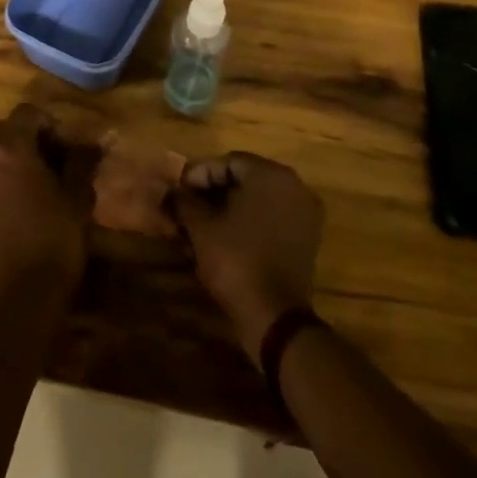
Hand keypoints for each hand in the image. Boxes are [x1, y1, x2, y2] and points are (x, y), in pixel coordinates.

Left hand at [0, 104, 97, 299]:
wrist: (22, 295)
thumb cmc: (56, 239)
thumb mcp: (77, 196)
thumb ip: (82, 162)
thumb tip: (93, 142)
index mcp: (10, 150)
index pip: (27, 113)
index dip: (51, 123)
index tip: (68, 147)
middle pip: (6, 131)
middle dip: (32, 139)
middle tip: (58, 163)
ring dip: (16, 160)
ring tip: (42, 185)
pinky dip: (3, 181)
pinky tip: (24, 206)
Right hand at [173, 152, 323, 355]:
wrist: (275, 315)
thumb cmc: (236, 260)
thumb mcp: (201, 227)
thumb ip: (183, 201)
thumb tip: (170, 191)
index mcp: (271, 175)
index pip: (227, 162)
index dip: (199, 175)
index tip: (178, 192)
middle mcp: (293, 186)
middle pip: (245, 178)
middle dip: (213, 191)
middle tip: (188, 207)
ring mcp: (304, 212)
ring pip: (258, 199)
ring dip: (229, 207)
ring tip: (202, 224)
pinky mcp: (306, 237)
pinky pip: (272, 217)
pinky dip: (249, 222)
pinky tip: (225, 237)